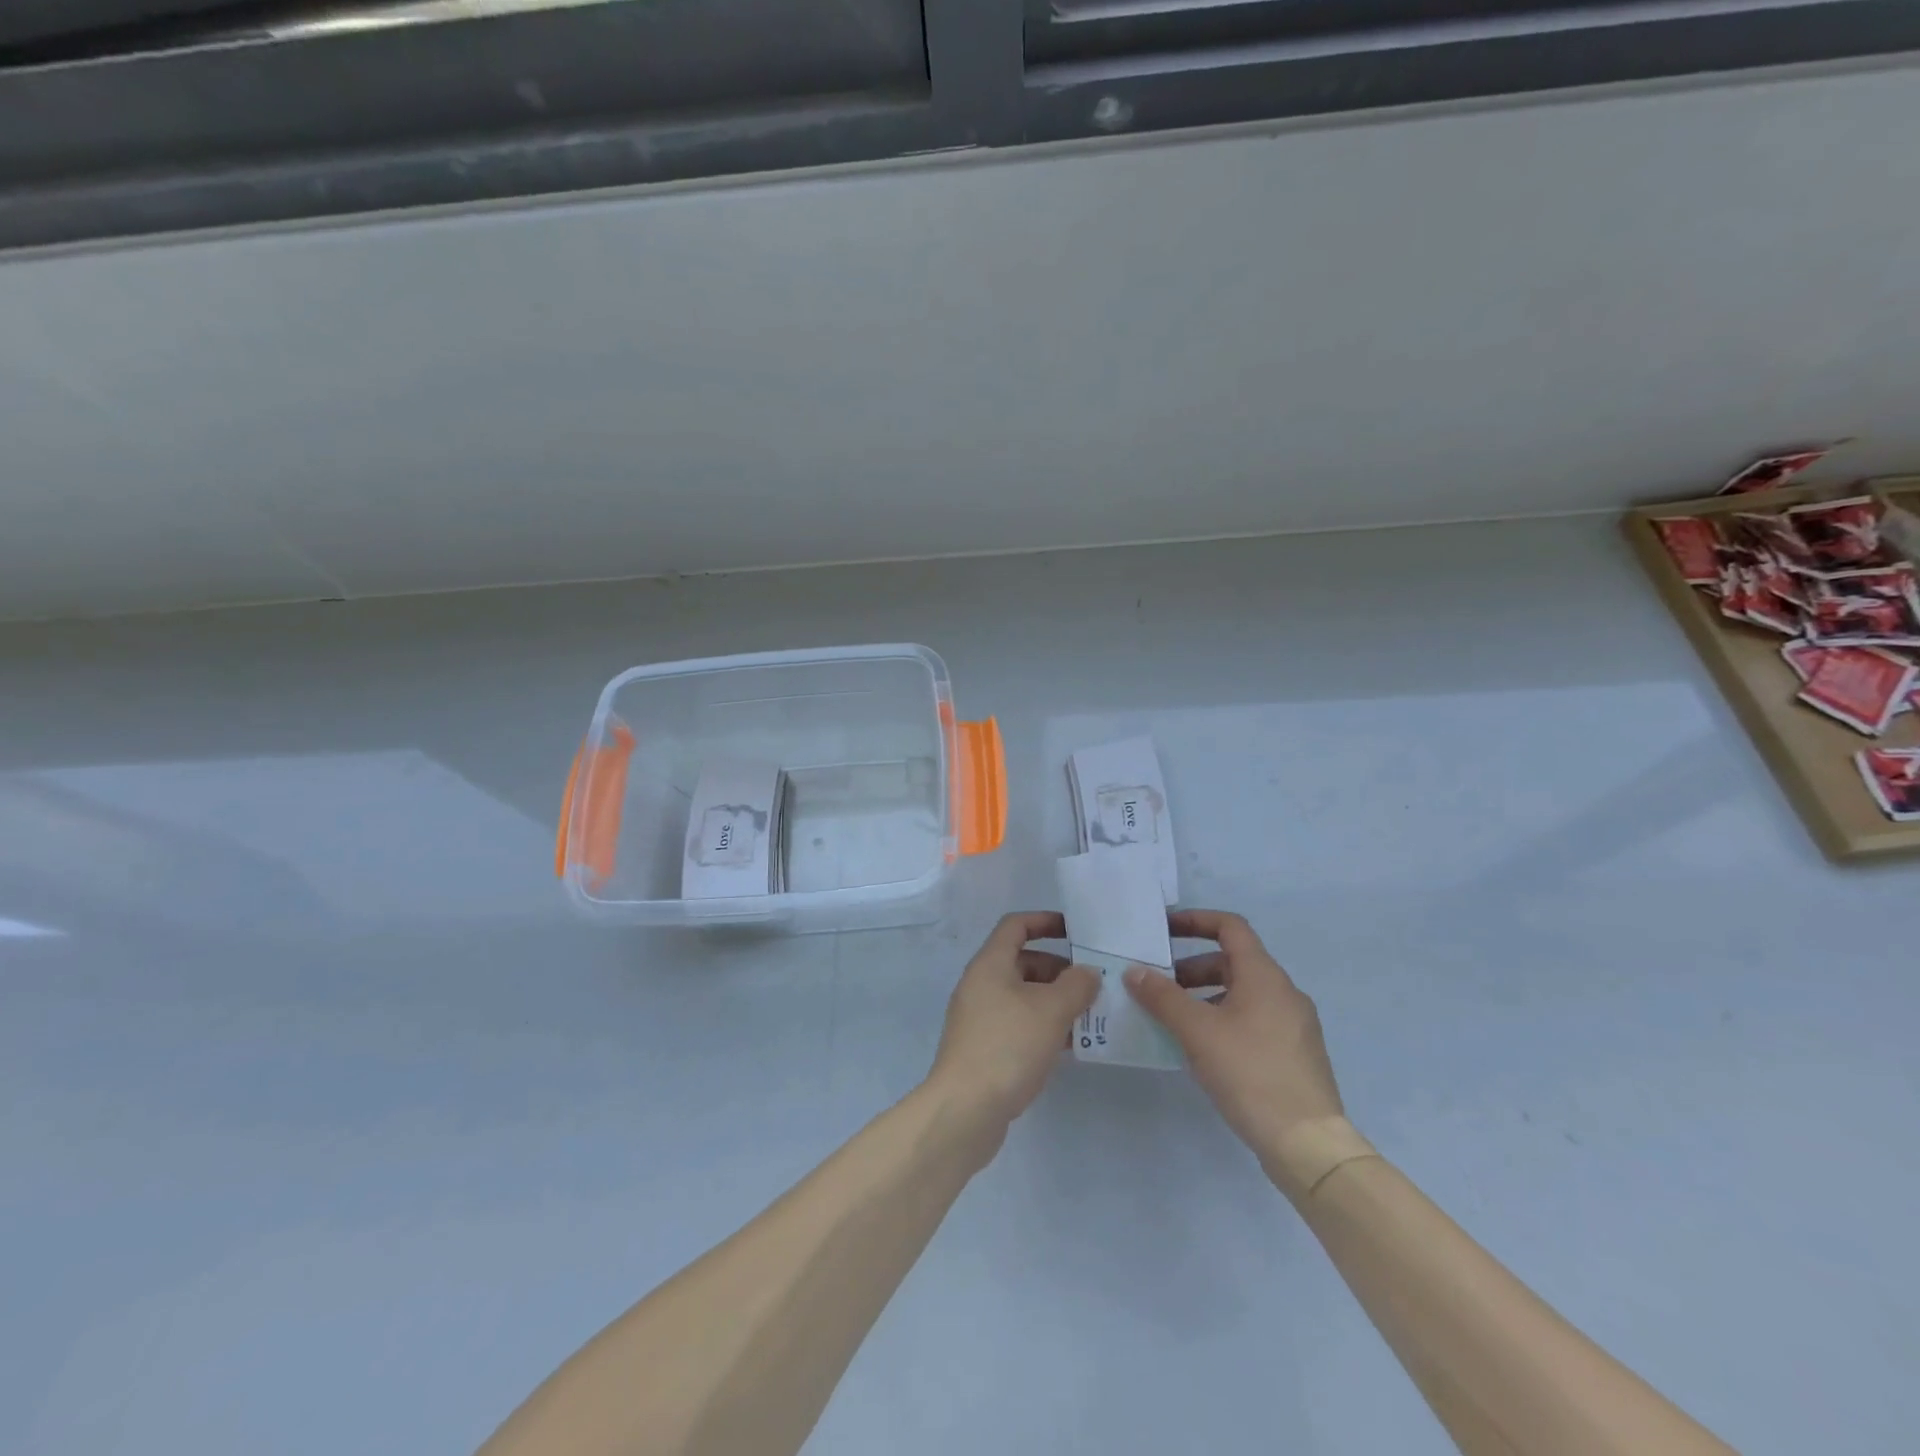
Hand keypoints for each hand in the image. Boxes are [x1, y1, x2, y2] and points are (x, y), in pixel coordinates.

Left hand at [927, 912, 1098, 1140]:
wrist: (965, 1110)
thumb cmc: (1008, 1046)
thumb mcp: (1051, 1010)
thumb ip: (1076, 985)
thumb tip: (1088, 972)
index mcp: (990, 964)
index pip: (1016, 926)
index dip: (1046, 922)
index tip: (1077, 932)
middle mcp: (981, 984)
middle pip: (1023, 962)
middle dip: (1060, 970)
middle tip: (1094, 985)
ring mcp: (981, 1018)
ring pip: (1024, 997)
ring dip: (1056, 1002)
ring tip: (1091, 1016)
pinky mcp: (985, 1048)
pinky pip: (1020, 1025)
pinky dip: (1045, 1027)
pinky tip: (1071, 1045)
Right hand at [1124, 910, 1346, 1168]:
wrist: (1308, 1144)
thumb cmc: (1250, 1073)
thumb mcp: (1197, 1031)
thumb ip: (1163, 997)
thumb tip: (1135, 971)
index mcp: (1264, 976)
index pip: (1230, 927)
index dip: (1196, 921)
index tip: (1164, 930)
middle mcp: (1284, 991)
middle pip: (1233, 962)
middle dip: (1192, 968)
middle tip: (1160, 987)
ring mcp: (1294, 1024)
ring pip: (1243, 993)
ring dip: (1206, 996)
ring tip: (1175, 1021)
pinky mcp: (1296, 1054)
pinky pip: (1254, 1020)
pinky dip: (1224, 1019)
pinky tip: (1204, 1050)